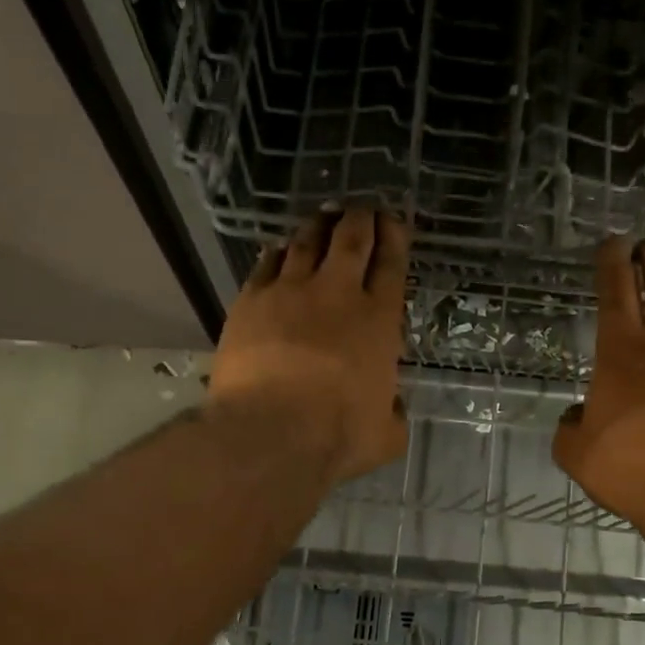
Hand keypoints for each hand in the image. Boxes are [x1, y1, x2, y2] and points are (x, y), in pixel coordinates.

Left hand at [209, 208, 409, 483]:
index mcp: (378, 320)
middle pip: (350, 240)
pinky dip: (276, 253)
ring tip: (324, 217)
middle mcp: (337, 294)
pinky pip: (266, 264)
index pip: (391, 265)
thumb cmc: (339, 436)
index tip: (393, 221)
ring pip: (306, 243)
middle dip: (360, 219)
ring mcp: (289, 293)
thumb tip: (393, 409)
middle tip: (362, 209)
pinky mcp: (250, 302)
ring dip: (319, 226)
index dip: (394, 237)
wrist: (270, 433)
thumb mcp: (386, 435)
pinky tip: (278, 249)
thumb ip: (393, 414)